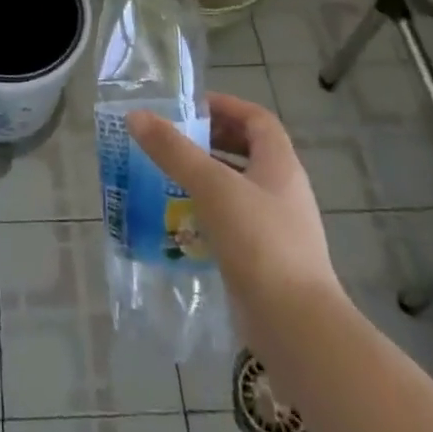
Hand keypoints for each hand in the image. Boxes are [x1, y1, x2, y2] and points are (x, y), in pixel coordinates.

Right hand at [127, 95, 339, 349]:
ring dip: (207, 178)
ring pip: (239, 188)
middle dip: (211, 141)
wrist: (296, 326)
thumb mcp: (211, 186)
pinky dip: (209, 213)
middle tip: (173, 141)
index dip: (226, 106)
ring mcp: (278, 227)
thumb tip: (136, 116)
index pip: (257, 119)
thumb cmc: (258, 242)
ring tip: (168, 178)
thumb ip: (173, 150)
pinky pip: (235, 222)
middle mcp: (284, 190)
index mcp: (280, 164)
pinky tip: (181, 222)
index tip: (190, 107)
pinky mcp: (267, 259)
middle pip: (248, 151)